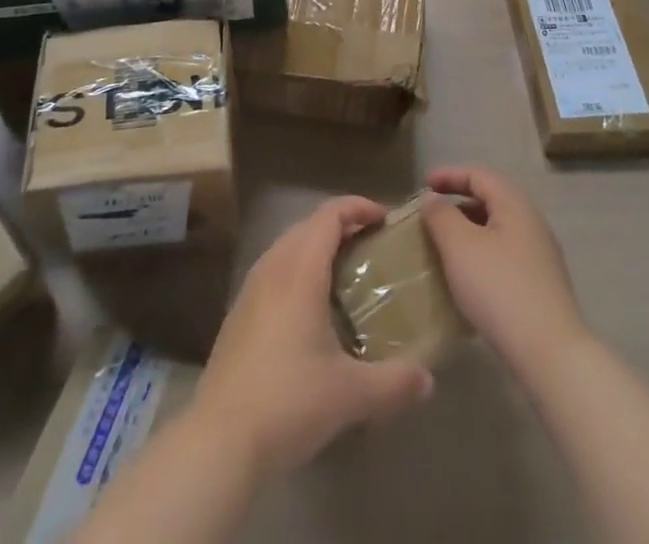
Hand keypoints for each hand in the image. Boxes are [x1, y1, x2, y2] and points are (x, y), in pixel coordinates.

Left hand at [191, 196, 434, 476]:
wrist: (220, 439)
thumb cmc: (289, 402)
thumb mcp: (351, 395)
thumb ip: (394, 383)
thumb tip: (428, 379)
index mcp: (300, 271)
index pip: (329, 215)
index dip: (357, 207)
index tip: (385, 218)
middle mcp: (273, 268)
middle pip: (307, 225)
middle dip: (340, 226)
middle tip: (371, 245)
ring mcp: (250, 289)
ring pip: (287, 247)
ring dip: (316, 247)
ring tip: (344, 272)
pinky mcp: (238, 314)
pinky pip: (273, 271)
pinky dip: (297, 270)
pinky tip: (310, 309)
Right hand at [422, 167, 588, 377]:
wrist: (550, 354)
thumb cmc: (499, 289)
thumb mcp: (460, 246)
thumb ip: (441, 215)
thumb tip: (433, 199)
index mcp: (515, 205)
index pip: (479, 175)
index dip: (449, 175)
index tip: (423, 185)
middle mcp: (532, 223)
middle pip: (491, 200)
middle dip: (458, 203)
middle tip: (431, 216)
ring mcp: (541, 256)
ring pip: (498, 230)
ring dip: (469, 231)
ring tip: (444, 247)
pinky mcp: (542, 286)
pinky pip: (505, 255)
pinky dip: (482, 254)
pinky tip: (468, 278)